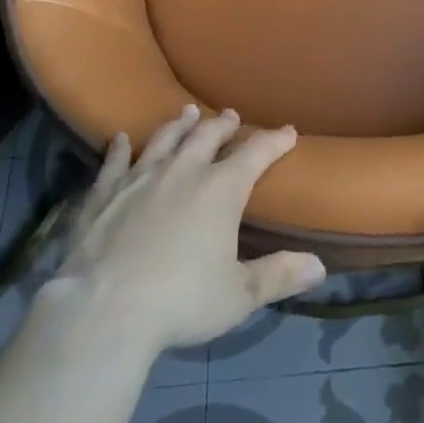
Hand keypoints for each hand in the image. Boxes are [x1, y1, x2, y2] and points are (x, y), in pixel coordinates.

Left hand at [48, 105, 326, 354]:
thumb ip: (278, 276)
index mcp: (222, 189)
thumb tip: (320, 267)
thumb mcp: (238, 296)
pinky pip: (114, 163)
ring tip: (186, 112)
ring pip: (164, 139)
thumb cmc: (180, 301)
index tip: (288, 131)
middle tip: (231, 116)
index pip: (257, 153)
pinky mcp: (104, 194)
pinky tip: (118, 139)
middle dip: (223, 124)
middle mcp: (184, 170)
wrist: (103, 310)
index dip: (275, 140)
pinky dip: (118, 149)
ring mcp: (140, 177)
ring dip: (178, 124)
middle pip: (208, 135)